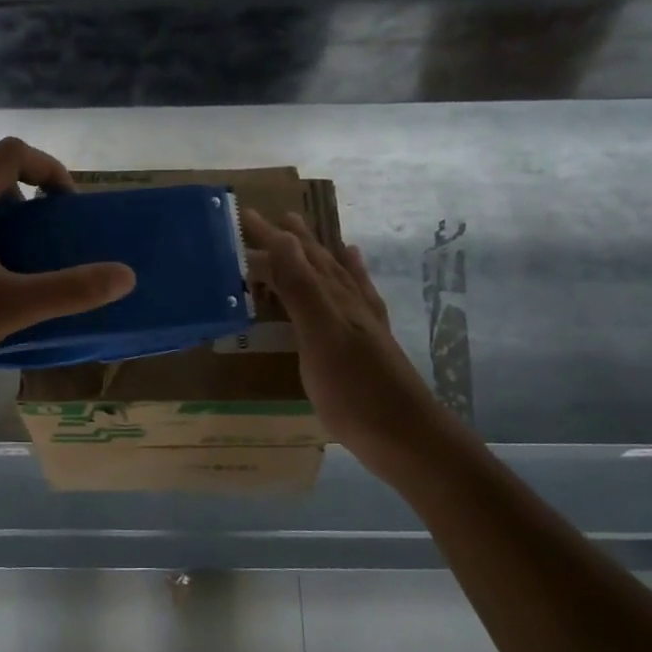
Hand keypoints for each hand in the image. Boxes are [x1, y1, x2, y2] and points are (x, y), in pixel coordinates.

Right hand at [244, 209, 435, 471]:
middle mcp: (349, 303)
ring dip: (320, 255)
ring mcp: (363, 323)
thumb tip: (283, 238)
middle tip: (274, 219)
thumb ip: (301, 288)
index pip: (296, 257)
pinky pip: (358, 297)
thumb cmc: (356, 391)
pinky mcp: (369, 344)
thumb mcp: (321, 336)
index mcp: (333, 298)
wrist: (406, 437)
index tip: (245, 214)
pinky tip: (352, 274)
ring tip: (307, 235)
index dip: (271, 236)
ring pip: (337, 277)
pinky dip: (351, 278)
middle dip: (294, 240)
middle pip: (318, 262)